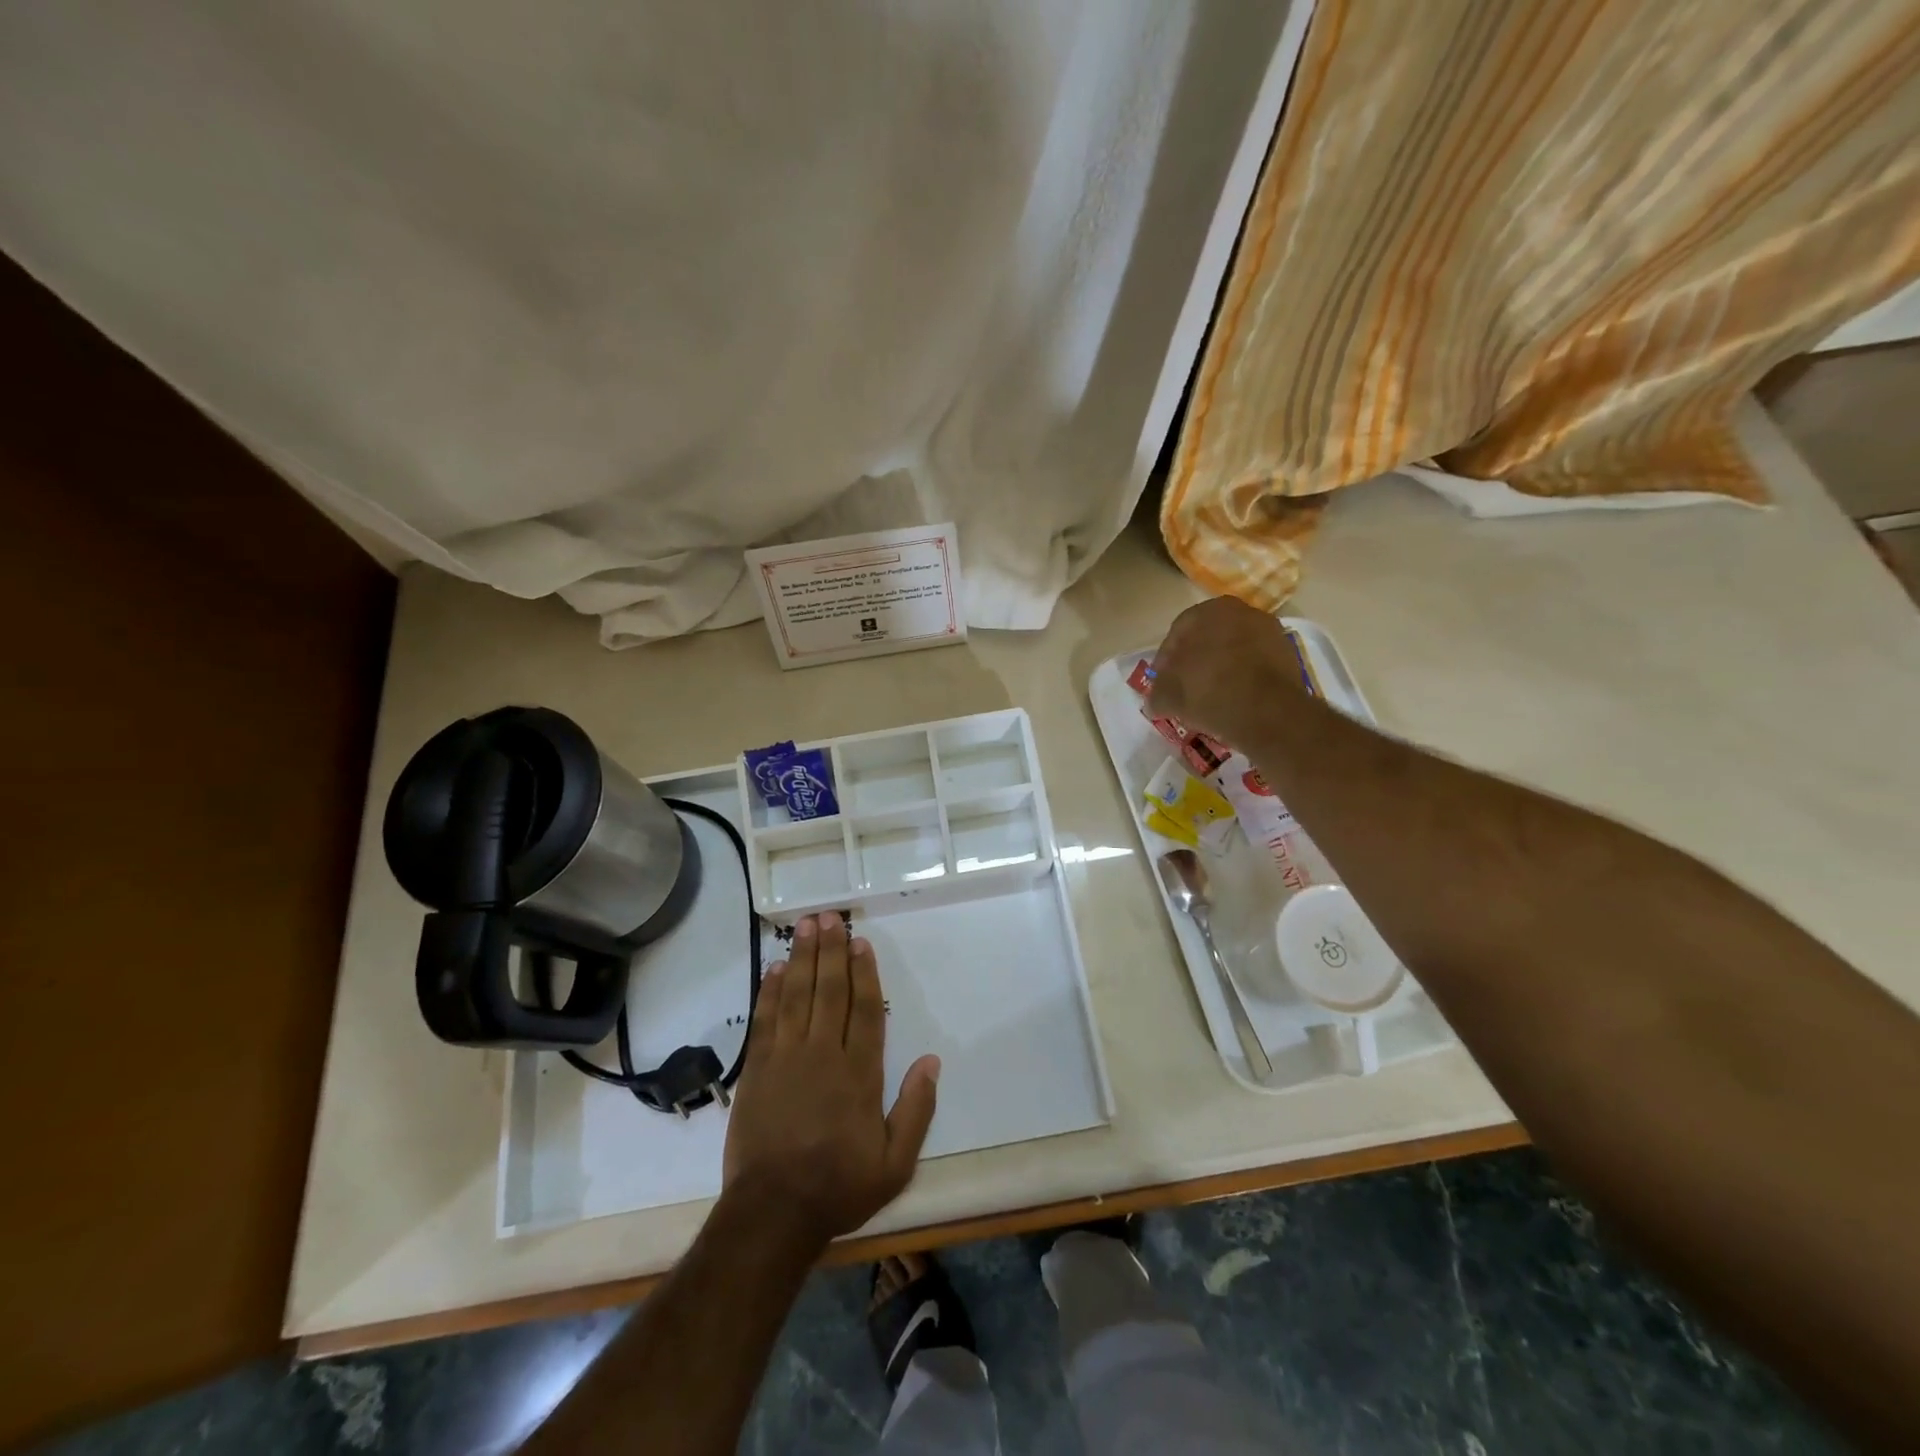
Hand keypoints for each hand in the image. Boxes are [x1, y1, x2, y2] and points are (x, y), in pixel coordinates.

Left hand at [722, 914, 939, 1248]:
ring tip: (806, 926)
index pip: (865, 1010)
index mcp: (860, 1074)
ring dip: (803, 958)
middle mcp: (824, 1055)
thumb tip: (932, 1061)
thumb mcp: (895, 1163)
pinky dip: (771, 991)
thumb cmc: (839, 1187)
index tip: (861, 942)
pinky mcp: (757, 1070)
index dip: (864, 972)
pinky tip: (777, 967)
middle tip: (830, 917)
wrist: (773, 1213)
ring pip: (798, 996)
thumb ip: (916, 1110)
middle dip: (831, 951)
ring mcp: (786, 1059)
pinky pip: (766, 1019)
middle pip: (830, 991)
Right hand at [1148, 595, 1306, 745]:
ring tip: (1212, 699)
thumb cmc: (1208, 691)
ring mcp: (1269, 632)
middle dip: (1195, 663)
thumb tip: (1155, 702)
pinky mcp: (1288, 655)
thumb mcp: (1167, 696)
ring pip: (1234, 651)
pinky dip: (1244, 679)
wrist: (1266, 711)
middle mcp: (1241, 611)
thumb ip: (1157, 693)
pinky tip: (1235, 700)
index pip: (1177, 634)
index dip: (1165, 662)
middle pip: (1208, 639)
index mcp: (1208, 610)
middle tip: (1186, 690)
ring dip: (1221, 670)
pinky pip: (1255, 665)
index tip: (1163, 685)